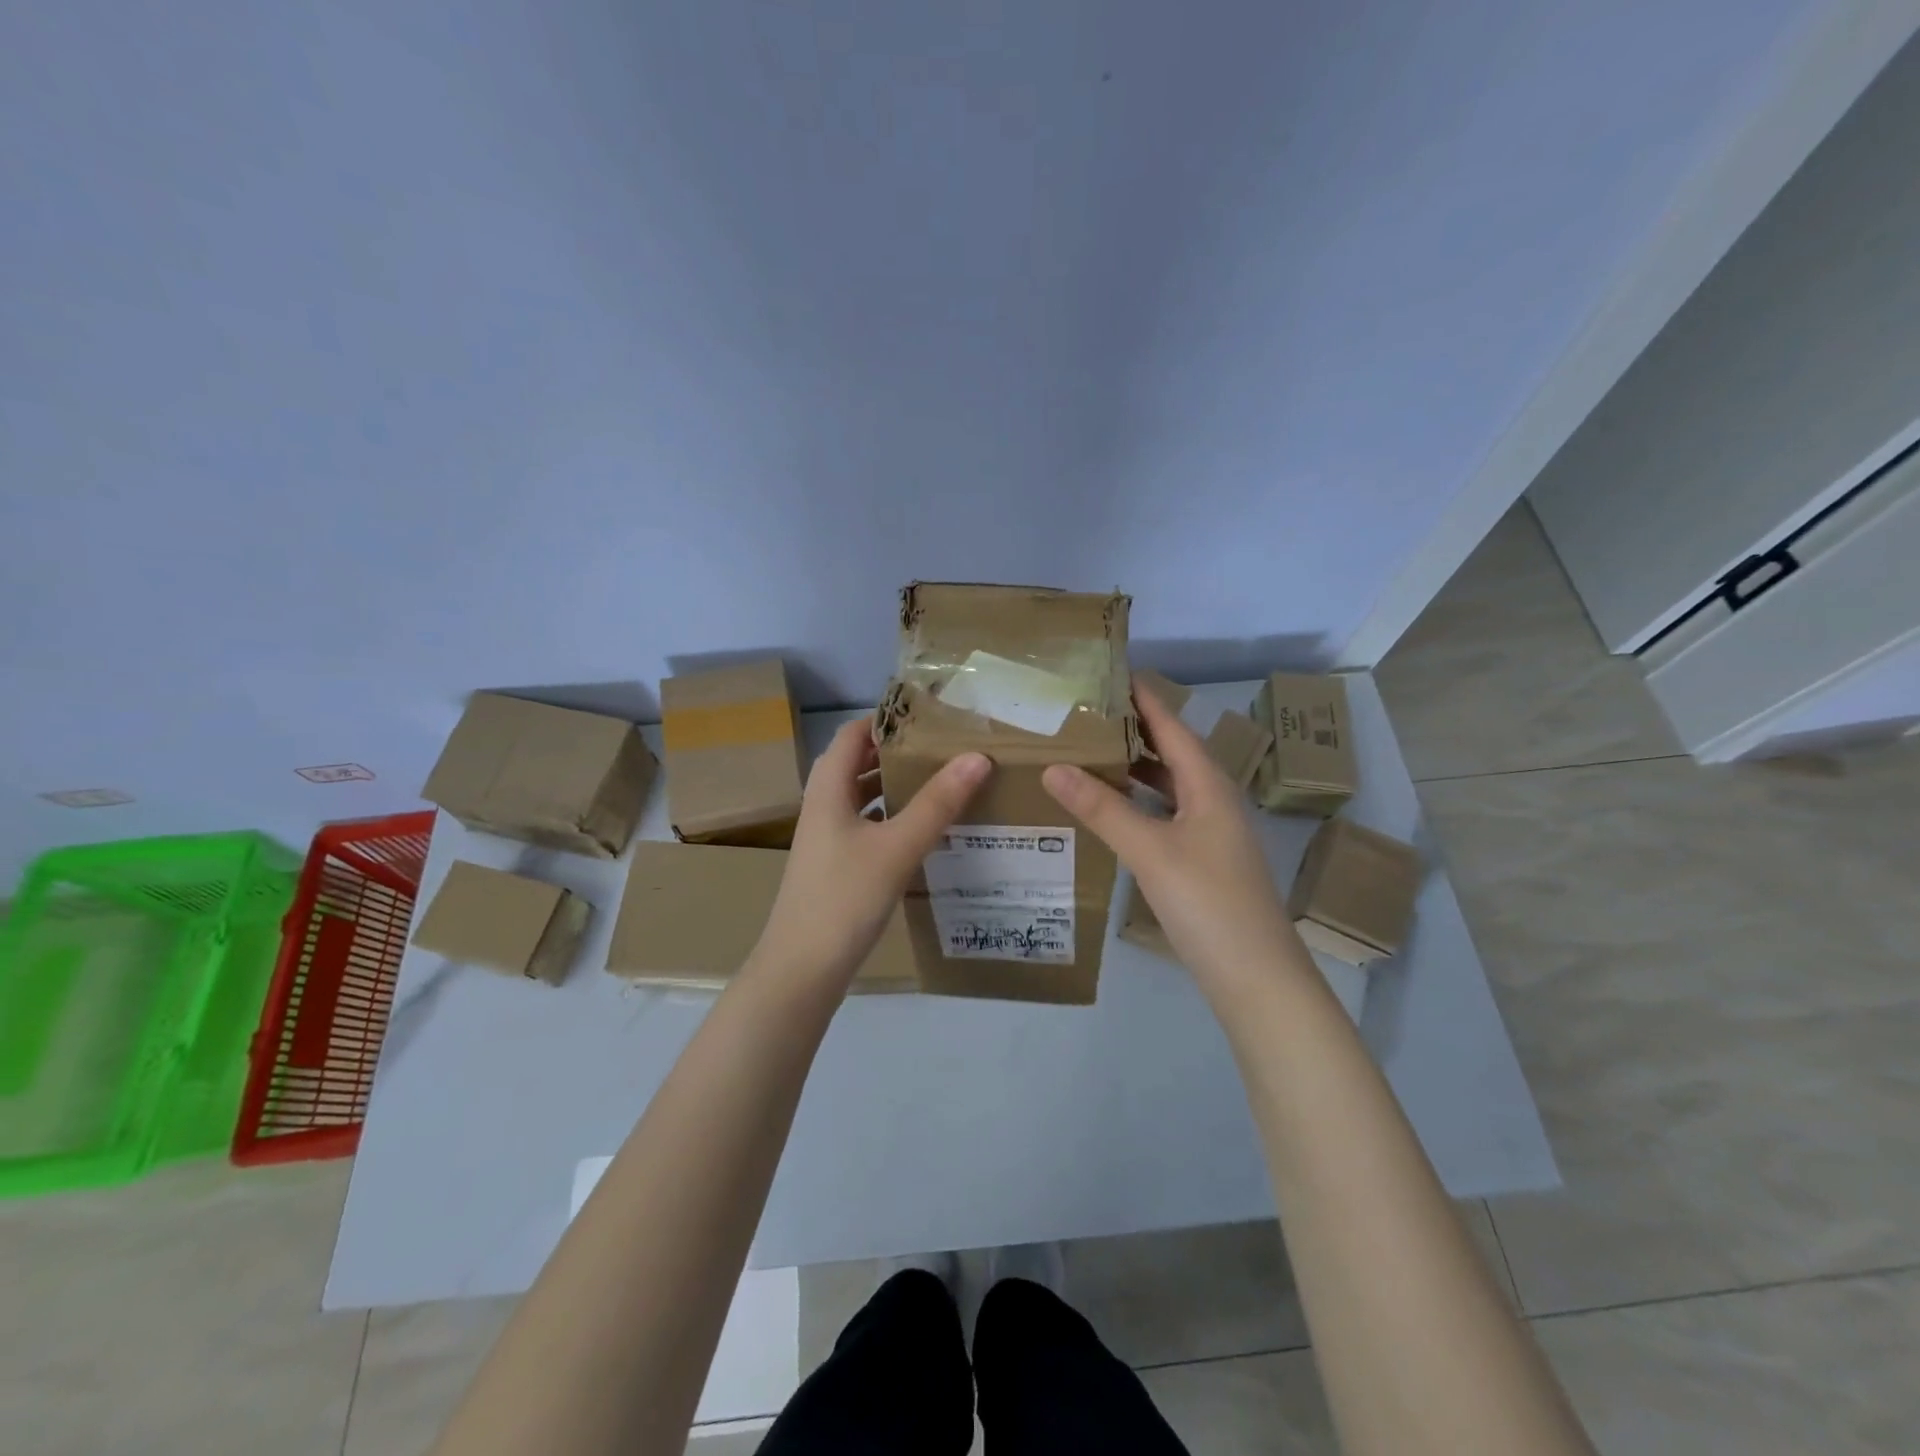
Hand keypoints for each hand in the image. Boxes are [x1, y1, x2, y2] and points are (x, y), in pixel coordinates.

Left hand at [756, 717, 992, 984]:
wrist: (802, 969)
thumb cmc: (845, 898)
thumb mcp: (897, 847)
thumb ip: (937, 803)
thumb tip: (976, 757)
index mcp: (829, 789)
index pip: (854, 734)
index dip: (887, 719)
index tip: (931, 716)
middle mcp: (824, 806)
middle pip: (858, 763)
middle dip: (898, 751)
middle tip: (945, 747)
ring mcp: (828, 837)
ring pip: (863, 796)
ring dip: (895, 785)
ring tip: (941, 780)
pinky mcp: (836, 864)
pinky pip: (867, 825)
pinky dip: (892, 817)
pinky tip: (922, 829)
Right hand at [1042, 684, 1305, 985]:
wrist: (1256, 977)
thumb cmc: (1208, 902)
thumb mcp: (1150, 851)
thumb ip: (1102, 809)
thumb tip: (1054, 767)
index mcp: (1209, 785)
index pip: (1172, 726)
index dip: (1144, 698)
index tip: (1111, 671)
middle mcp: (1213, 800)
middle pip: (1171, 753)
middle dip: (1132, 730)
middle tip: (1086, 712)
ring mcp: (1210, 833)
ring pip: (1168, 786)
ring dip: (1134, 768)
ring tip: (1090, 752)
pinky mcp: (1202, 861)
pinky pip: (1165, 815)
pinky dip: (1138, 804)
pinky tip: (1111, 811)